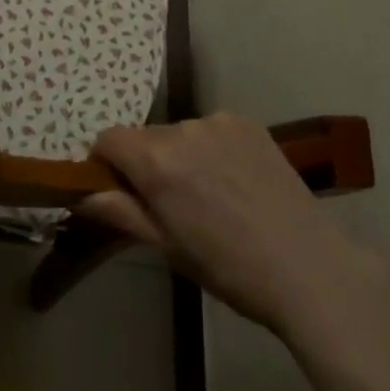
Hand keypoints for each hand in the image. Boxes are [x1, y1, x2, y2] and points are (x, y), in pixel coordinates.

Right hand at [80, 113, 375, 334]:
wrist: (307, 267)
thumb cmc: (229, 268)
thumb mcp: (168, 247)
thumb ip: (121, 212)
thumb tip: (82, 195)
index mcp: (157, 160)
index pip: (108, 139)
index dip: (105, 164)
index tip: (119, 192)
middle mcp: (184, 128)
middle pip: (145, 137)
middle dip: (146, 163)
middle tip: (170, 204)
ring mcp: (219, 121)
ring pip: (180, 133)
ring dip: (181, 156)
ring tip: (210, 196)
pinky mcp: (248, 123)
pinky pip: (212, 130)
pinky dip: (211, 149)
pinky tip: (235, 182)